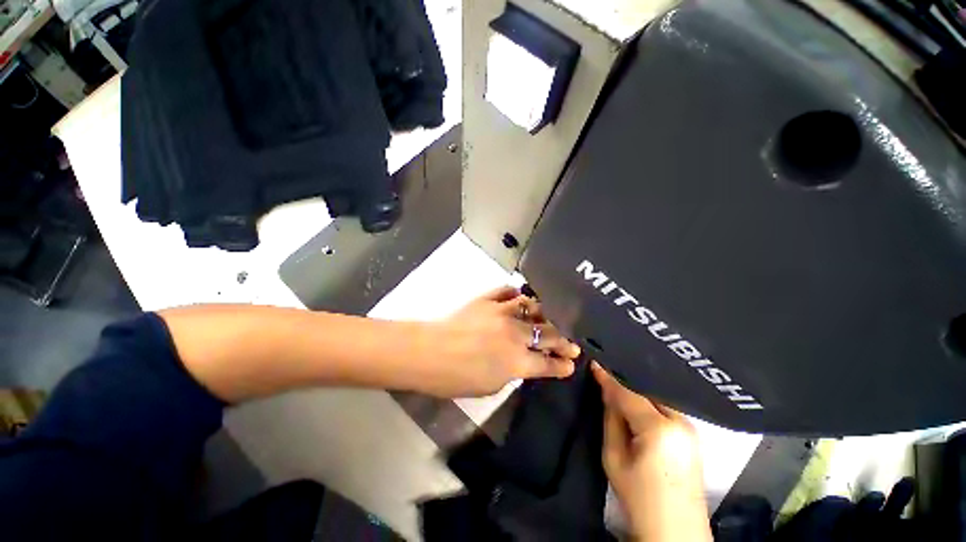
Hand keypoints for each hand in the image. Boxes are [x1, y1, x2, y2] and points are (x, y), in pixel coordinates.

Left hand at [417, 286, 579, 396]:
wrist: (428, 352)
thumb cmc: (455, 378)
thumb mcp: (489, 386)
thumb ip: (511, 372)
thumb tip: (521, 362)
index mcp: (517, 361)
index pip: (548, 363)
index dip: (562, 365)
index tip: (571, 363)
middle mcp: (515, 334)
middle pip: (547, 334)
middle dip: (564, 341)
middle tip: (572, 344)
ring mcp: (502, 313)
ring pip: (532, 308)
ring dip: (545, 314)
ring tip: (549, 318)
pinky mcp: (487, 300)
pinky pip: (507, 292)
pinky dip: (516, 294)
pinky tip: (521, 297)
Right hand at [591, 362, 711, 541]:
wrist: (675, 533)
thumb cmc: (639, 498)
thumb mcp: (614, 457)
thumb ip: (611, 418)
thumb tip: (606, 389)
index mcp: (659, 428)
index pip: (628, 393)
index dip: (609, 377)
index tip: (594, 362)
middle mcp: (681, 422)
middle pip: (647, 391)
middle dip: (625, 381)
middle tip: (605, 372)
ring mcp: (692, 429)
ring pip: (658, 398)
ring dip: (638, 391)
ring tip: (617, 384)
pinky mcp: (694, 436)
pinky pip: (666, 409)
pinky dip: (649, 402)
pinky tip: (637, 402)